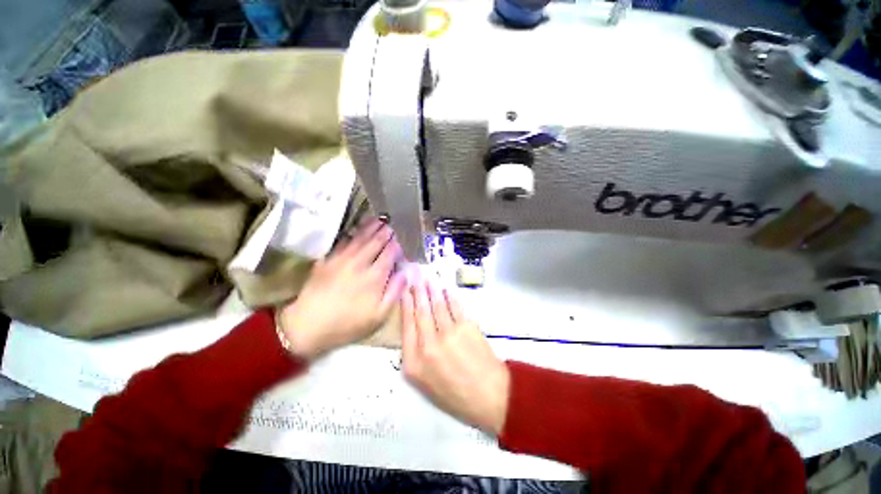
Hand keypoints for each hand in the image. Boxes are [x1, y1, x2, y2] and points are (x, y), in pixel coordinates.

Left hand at [279, 218, 407, 358]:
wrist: (307, 325)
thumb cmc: (348, 323)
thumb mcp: (379, 316)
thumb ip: (394, 292)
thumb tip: (405, 272)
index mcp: (375, 276)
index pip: (390, 253)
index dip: (396, 246)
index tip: (400, 243)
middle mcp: (360, 262)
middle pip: (376, 242)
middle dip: (385, 232)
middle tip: (391, 227)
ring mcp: (342, 259)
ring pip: (360, 238)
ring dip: (370, 228)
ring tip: (378, 220)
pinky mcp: (327, 260)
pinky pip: (343, 242)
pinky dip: (352, 233)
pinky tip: (356, 230)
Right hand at [401, 281, 509, 434]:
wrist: (489, 395)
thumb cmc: (455, 394)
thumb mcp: (425, 384)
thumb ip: (415, 357)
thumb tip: (413, 328)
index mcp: (414, 362)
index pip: (407, 326)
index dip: (406, 306)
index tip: (405, 293)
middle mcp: (428, 345)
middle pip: (421, 312)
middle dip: (417, 292)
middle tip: (415, 278)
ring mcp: (448, 334)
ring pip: (437, 306)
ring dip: (432, 290)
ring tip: (428, 279)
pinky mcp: (466, 326)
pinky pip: (455, 306)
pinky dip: (450, 296)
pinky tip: (446, 289)